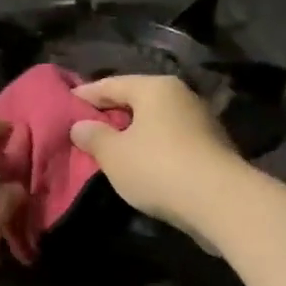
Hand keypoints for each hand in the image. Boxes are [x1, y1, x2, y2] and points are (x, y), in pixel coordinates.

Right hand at [69, 75, 243, 233]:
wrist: (220, 201)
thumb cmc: (158, 168)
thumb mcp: (114, 154)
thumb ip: (94, 136)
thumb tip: (80, 126)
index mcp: (155, 88)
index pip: (111, 84)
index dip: (86, 94)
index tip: (66, 103)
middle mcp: (181, 96)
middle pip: (137, 100)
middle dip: (111, 112)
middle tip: (85, 125)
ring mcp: (201, 121)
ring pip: (155, 121)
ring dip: (133, 132)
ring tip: (110, 146)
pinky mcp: (212, 147)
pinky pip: (170, 140)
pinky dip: (152, 146)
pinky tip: (140, 162)